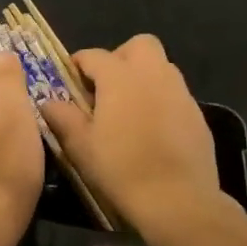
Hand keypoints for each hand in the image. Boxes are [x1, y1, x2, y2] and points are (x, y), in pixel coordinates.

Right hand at [39, 35, 224, 231]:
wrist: (177, 200)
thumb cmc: (121, 168)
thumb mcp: (81, 146)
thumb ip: (62, 117)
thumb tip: (48, 102)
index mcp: (120, 76)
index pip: (94, 55)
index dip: (79, 65)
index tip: (70, 81)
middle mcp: (153, 74)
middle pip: (139, 45)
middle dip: (121, 57)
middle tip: (107, 87)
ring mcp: (180, 93)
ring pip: (161, 67)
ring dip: (143, 77)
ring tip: (128, 109)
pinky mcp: (197, 115)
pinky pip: (175, 95)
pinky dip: (161, 101)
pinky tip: (152, 130)